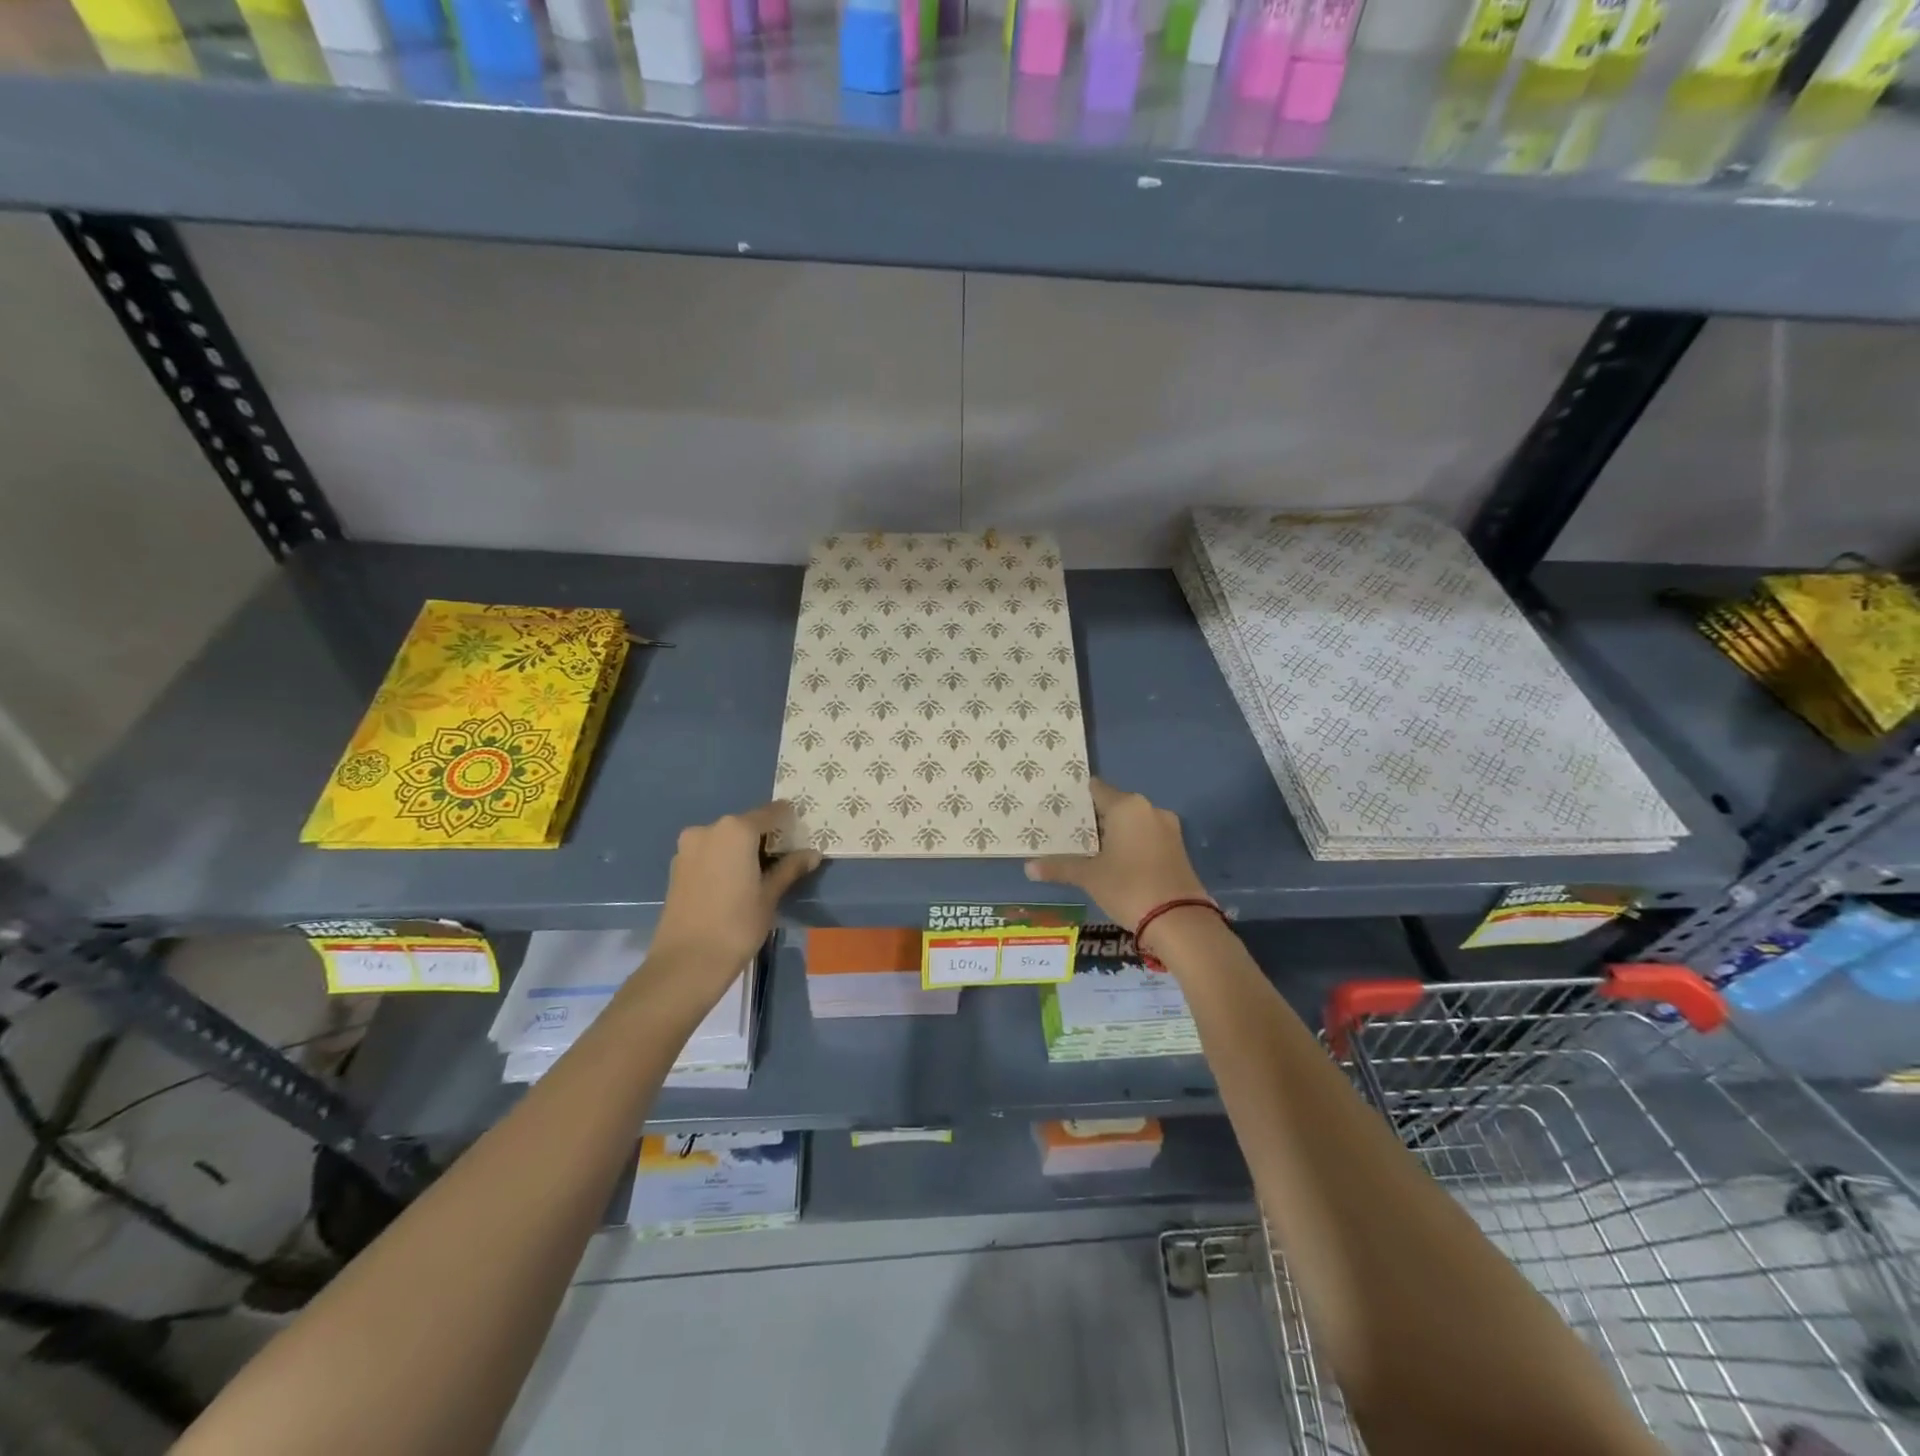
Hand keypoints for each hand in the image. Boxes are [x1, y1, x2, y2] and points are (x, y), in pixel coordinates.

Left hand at [643, 802, 821, 1008]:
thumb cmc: (737, 925)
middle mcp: (709, 829)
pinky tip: (733, 885)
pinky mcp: (676, 867)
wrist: (686, 962)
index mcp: (736, 830)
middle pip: (746, 825)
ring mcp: (688, 847)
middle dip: (764, 838)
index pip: (772, 813)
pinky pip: (708, 854)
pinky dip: (723, 861)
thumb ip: (790, 868)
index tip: (801, 836)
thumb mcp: (770, 896)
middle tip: (783, 861)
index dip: (789, 822)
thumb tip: (812, 854)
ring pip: (725, 840)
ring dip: (742, 850)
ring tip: (758, 877)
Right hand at [1024, 779, 1209, 933]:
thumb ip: (1060, 867)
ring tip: (1087, 849)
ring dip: (1113, 833)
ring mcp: (1168, 829)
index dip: (1078, 798)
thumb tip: (1028, 867)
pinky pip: (1146, 837)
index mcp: (1127, 807)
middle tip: (1068, 832)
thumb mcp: (1090, 877)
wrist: (1180, 920)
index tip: (1060, 807)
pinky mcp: (1177, 848)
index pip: (1097, 790)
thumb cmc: (1129, 887)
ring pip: (1132, 823)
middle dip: (1094, 819)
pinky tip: (1114, 862)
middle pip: (1115, 806)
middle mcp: (1149, 809)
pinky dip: (1130, 845)